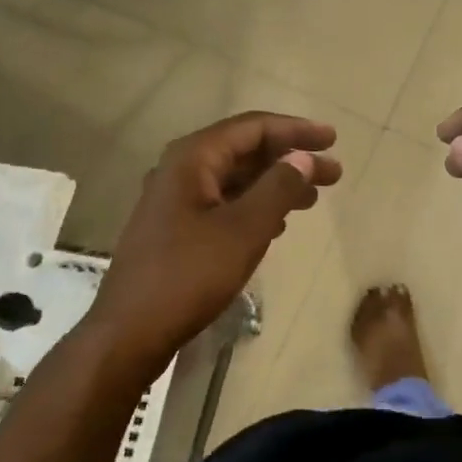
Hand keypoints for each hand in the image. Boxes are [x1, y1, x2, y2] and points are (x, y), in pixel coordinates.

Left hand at [86, 112, 341, 371]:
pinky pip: (223, 203)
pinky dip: (254, 206)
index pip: (253, 128)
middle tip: (333, 173)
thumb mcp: (244, 229)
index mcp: (193, 158)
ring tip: (313, 199)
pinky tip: (277, 225)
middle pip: (245, 151)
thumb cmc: (189, 275)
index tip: (331, 139)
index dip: (295, 130)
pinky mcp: (175, 228)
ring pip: (236, 179)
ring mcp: (175, 200)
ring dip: (275, 184)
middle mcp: (181, 169)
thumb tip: (303, 158)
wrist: (128, 334)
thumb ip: (278, 187)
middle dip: (290, 158)